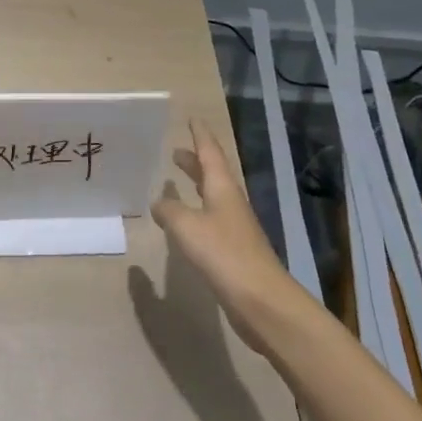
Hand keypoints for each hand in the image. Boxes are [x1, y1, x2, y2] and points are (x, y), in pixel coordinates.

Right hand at [151, 119, 292, 348]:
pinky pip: (210, 219)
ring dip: (195, 185)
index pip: (210, 153)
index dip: (200, 135)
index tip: (193, 118)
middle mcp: (230, 203)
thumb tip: (158, 203)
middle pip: (212, 173)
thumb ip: (169, 211)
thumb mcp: (187, 227)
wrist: (263, 302)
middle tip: (176, 151)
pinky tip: (184, 223)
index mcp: (222, 188)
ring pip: (212, 196)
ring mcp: (234, 227)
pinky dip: (195, 211)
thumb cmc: (224, 254)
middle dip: (195, 161)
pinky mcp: (233, 251)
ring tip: (177, 180)